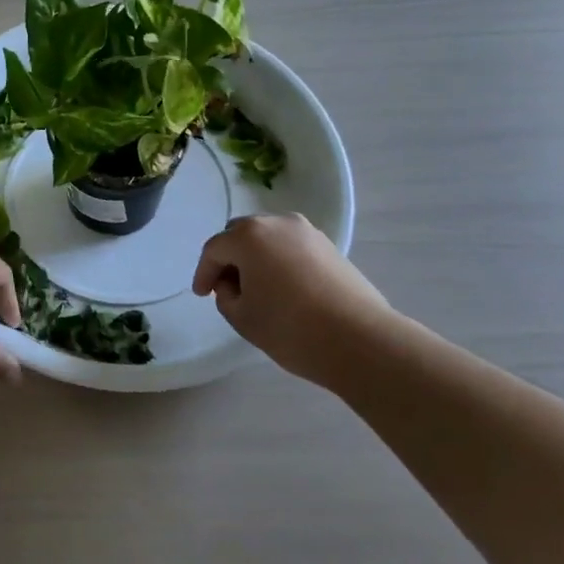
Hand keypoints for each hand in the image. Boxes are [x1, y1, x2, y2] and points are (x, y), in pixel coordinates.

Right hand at [193, 213, 397, 381]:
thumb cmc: (291, 328)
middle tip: (226, 287)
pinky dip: (280, 261)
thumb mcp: (242, 318)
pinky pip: (292, 247)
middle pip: (241, 235)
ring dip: (256, 258)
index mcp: (249, 236)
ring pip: (269, 239)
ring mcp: (307, 232)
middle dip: (229, 258)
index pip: (214, 249)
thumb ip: (226, 296)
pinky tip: (284, 288)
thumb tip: (234, 285)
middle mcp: (277, 223)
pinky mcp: (330, 247)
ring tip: (257, 289)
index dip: (203, 273)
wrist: (361, 341)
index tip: (202, 295)